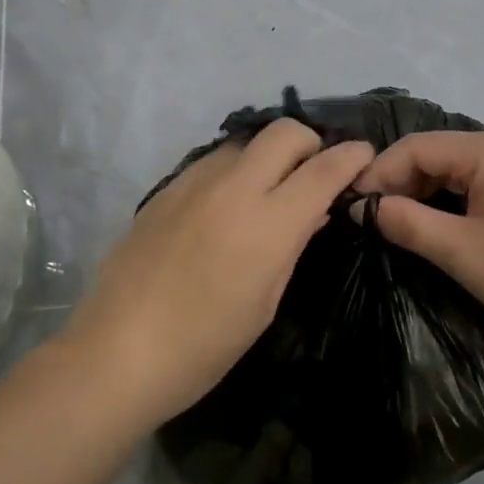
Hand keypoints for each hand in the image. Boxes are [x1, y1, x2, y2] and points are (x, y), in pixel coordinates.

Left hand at [63, 119, 374, 427]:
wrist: (118, 351)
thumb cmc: (205, 345)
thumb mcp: (265, 301)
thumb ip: (292, 245)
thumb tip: (313, 212)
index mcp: (268, 223)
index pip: (323, 170)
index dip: (351, 157)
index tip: (364, 155)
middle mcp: (234, 188)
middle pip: (284, 132)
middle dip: (310, 143)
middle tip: (313, 173)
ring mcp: (194, 183)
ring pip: (245, 143)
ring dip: (268, 157)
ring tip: (267, 192)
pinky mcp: (166, 189)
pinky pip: (212, 162)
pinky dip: (233, 172)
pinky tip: (224, 207)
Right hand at [353, 131, 483, 360]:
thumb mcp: (462, 252)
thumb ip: (406, 223)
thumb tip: (361, 207)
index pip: (416, 147)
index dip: (378, 173)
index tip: (350, 208)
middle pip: (436, 154)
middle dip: (399, 183)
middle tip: (370, 222)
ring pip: (456, 170)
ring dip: (423, 194)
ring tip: (397, 228)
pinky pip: (478, 184)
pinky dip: (451, 202)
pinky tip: (437, 228)